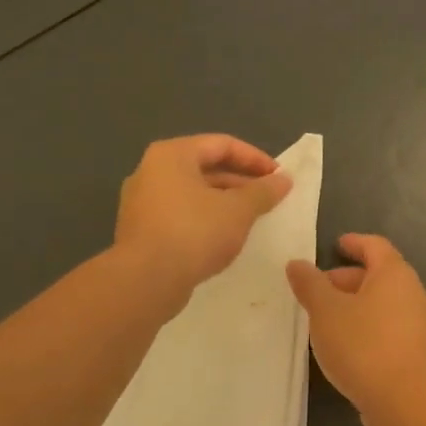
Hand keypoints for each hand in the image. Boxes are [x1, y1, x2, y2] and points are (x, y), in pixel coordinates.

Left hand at [114, 135, 292, 301]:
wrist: (145, 281)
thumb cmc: (194, 233)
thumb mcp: (238, 210)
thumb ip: (263, 191)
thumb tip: (284, 180)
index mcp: (172, 155)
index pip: (222, 144)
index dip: (255, 158)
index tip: (279, 177)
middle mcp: (152, 171)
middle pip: (205, 167)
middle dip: (241, 182)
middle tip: (269, 198)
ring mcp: (142, 202)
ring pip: (193, 193)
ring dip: (225, 202)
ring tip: (252, 218)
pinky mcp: (142, 230)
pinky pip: (181, 215)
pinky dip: (206, 219)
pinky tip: (225, 238)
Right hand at [287, 234, 425, 422]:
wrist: (405, 403)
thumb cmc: (363, 345)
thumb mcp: (326, 311)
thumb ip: (310, 285)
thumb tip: (297, 264)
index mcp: (394, 274)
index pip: (375, 246)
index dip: (354, 243)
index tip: (336, 245)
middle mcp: (412, 293)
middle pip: (378, 275)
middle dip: (347, 279)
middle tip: (317, 290)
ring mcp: (417, 325)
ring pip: (381, 304)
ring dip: (353, 306)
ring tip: (323, 320)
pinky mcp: (414, 352)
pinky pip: (386, 327)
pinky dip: (364, 327)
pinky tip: (343, 346)